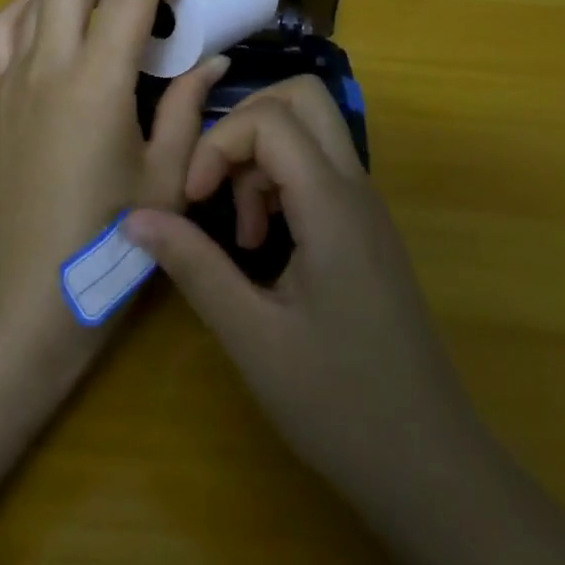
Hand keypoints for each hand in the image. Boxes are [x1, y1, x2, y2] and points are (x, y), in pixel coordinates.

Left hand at [0, 0, 226, 358]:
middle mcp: (45, 65)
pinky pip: (7, 24)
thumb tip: (213, 57)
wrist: (26, 294)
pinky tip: (64, 21)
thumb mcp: (166, 177)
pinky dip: (39, 2)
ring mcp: (10, 77)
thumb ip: (189, 106)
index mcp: (96, 84)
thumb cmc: (106, 243)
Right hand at [123, 76, 484, 515]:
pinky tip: (265, 245)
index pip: (270, 119)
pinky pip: (319, 168)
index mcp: (332, 205)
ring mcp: (366, 207)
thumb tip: (134, 217)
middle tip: (217, 184)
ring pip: (311, 129)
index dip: (218, 144)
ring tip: (241, 231)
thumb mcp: (252, 337)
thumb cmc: (340, 405)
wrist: (431, 467)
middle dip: (245, 124)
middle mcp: (356, 188)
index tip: (193, 200)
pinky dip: (280, 180)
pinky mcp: (365, 229)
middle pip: (303, 97)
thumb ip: (194, 266)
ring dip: (261, 157)